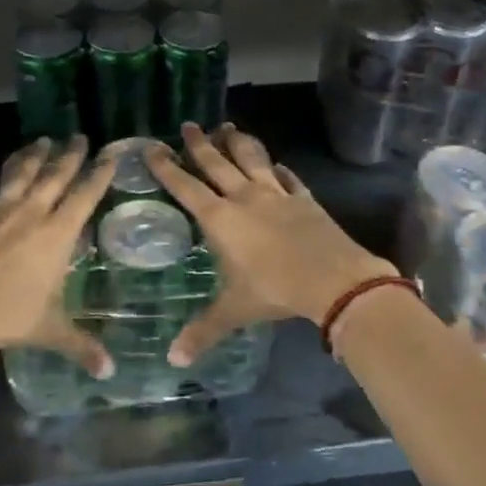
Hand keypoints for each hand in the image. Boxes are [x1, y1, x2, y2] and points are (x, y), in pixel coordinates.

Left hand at [0, 137, 115, 377]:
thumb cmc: (4, 315)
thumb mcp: (48, 330)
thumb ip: (80, 346)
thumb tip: (110, 373)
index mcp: (57, 235)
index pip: (85, 195)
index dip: (99, 174)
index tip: (109, 154)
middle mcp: (33, 214)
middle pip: (56, 175)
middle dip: (71, 155)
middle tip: (80, 136)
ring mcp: (1, 211)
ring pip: (25, 173)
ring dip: (37, 155)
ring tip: (44, 141)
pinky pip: (0, 186)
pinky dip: (11, 173)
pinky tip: (10, 176)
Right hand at [145, 123, 390, 365]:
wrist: (333, 278)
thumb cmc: (275, 290)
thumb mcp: (234, 310)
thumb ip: (203, 331)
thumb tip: (172, 359)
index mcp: (221, 218)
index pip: (186, 186)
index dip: (167, 167)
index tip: (153, 146)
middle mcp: (245, 197)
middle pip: (217, 164)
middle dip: (200, 144)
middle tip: (189, 125)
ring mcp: (277, 194)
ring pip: (252, 159)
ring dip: (238, 142)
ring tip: (228, 127)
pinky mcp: (304, 198)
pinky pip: (289, 178)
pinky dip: (280, 169)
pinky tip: (278, 164)